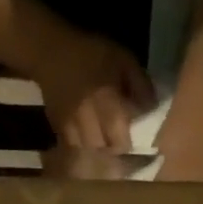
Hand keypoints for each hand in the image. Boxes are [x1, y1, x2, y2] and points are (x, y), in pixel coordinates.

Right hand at [32, 28, 155, 151]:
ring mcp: (71, 127)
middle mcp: (88, 120)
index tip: (131, 133)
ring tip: (102, 136)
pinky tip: (85, 134)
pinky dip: (82, 144)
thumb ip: (140, 84)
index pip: (121, 139)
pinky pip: (73, 146)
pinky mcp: (58, 129)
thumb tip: (150, 108)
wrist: (52, 53)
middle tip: (117, 136)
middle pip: (105, 149)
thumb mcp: (123, 59)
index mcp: (107, 102)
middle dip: (113, 145)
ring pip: (89, 150)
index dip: (127, 141)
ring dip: (97, 147)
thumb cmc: (91, 53)